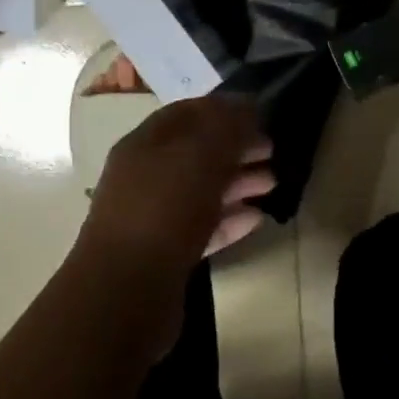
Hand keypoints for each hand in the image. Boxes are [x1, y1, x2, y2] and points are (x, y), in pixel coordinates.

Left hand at [79, 94, 275, 275]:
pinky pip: (202, 227)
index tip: (262, 115)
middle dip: (236, 148)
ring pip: (202, 190)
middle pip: (197, 152)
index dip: (225, 109)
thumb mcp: (201, 154)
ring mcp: (153, 216)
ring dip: (238, 183)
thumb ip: (227, 126)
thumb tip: (248, 107)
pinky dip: (229, 219)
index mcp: (146, 143)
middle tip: (272, 151)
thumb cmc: (164, 208)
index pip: (188, 112)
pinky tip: (256, 219)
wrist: (126, 291)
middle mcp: (145, 175)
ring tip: (272, 184)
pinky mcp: (165, 253)